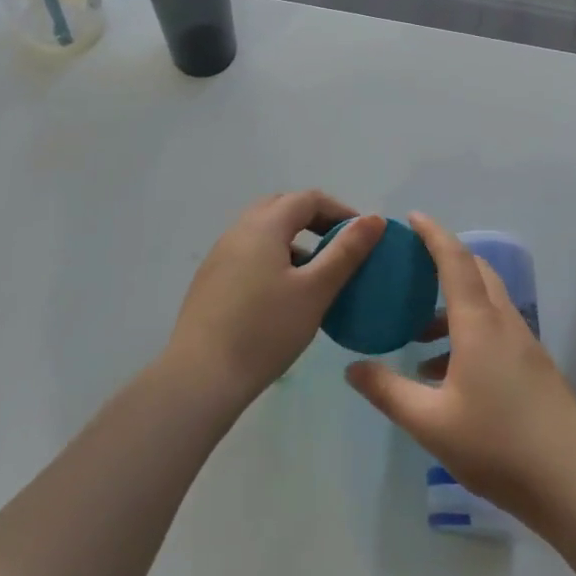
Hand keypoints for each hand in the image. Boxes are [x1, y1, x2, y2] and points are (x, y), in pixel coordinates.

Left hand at [163, 192, 384, 411]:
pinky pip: (248, 253)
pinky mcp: (210, 280)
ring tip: (315, 272)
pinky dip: (272, 257)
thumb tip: (374, 219)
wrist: (201, 377)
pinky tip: (283, 293)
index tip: (362, 235)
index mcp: (264, 225)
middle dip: (314, 219)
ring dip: (293, 239)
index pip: (307, 199)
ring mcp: (220, 255)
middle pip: (281, 208)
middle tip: (339, 245)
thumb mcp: (315, 290)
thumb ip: (346, 252)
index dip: (339, 210)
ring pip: (263, 232)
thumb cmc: (265, 330)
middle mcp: (238, 230)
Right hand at [344, 214, 575, 525]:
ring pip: (487, 303)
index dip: (433, 234)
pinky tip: (447, 374)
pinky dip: (469, 331)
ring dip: (454, 304)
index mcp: (479, 324)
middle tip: (411, 268)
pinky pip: (497, 329)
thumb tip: (353, 368)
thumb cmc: (498, 446)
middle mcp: (504, 323)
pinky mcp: (535, 368)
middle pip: (476, 272)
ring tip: (418, 335)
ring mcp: (525, 345)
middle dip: (444, 260)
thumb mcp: (430, 424)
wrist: (574, 485)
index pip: (454, 261)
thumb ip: (389, 392)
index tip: (411, 218)